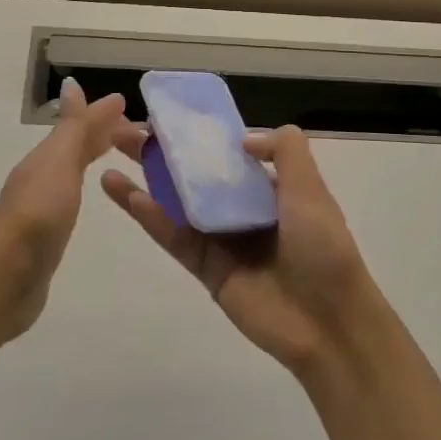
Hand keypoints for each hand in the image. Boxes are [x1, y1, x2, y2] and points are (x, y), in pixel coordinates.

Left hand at [0, 77, 126, 341]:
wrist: (8, 275)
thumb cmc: (39, 214)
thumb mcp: (59, 163)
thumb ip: (71, 127)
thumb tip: (72, 83)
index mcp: (47, 157)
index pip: (81, 127)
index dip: (105, 117)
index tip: (134, 109)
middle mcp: (42, 175)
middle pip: (77, 145)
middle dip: (105, 134)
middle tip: (140, 132)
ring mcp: (43, 205)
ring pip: (74, 168)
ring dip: (95, 155)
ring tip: (120, 154)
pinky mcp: (47, 232)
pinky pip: (73, 195)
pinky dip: (86, 185)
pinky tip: (92, 193)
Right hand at [101, 124, 373, 374]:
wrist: (327, 324)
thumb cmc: (321, 248)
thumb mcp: (311, 188)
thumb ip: (285, 152)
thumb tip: (243, 137)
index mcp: (270, 189)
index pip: (228, 154)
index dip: (199, 136)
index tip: (168, 116)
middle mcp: (242, 209)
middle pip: (195, 174)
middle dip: (163, 151)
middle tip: (126, 130)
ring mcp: (221, 238)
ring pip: (177, 201)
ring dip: (146, 178)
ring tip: (112, 152)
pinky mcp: (204, 267)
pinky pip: (173, 235)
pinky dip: (148, 215)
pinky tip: (123, 192)